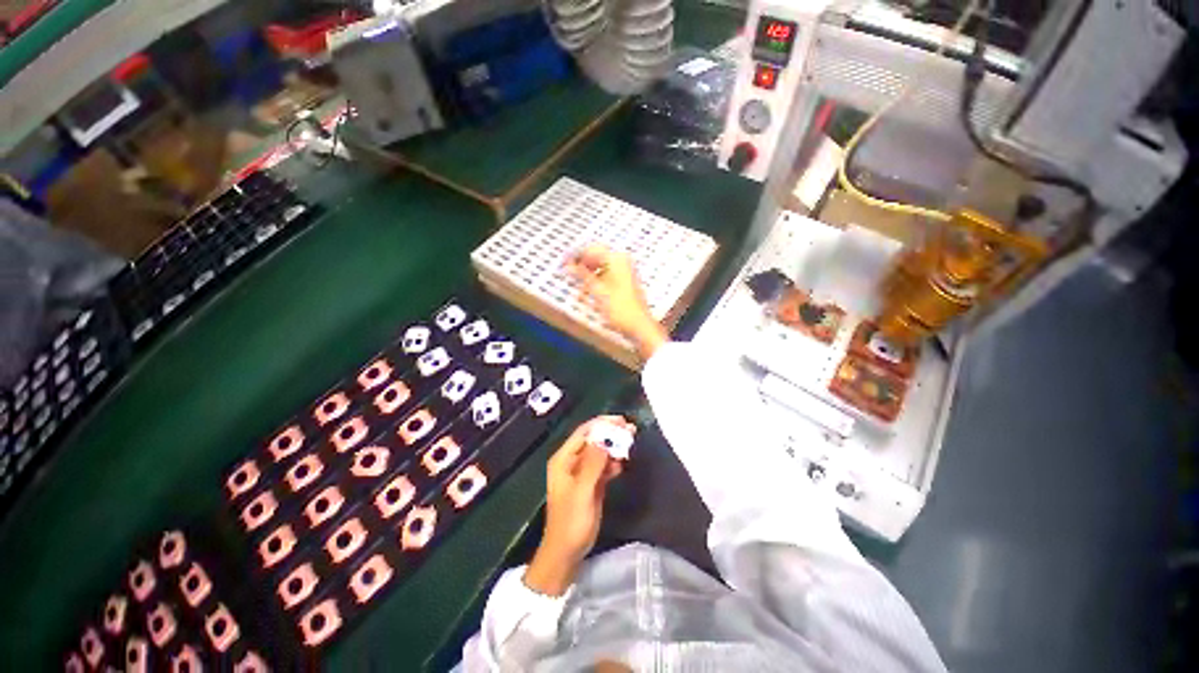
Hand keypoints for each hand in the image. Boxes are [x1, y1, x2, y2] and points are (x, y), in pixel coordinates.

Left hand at [524, 416, 632, 595]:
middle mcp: (572, 462)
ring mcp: (582, 473)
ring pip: (600, 452)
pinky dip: (613, 462)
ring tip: (630, 444)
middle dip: (610, 434)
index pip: (584, 432)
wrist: (567, 552)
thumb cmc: (571, 521)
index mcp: (564, 459)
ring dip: (614, 447)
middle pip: (593, 440)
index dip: (602, 424)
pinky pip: (603, 466)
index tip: (621, 421)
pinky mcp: (591, 483)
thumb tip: (604, 439)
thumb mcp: (582, 491)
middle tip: (631, 430)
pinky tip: (622, 464)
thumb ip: (593, 463)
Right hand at [566, 245, 667, 358]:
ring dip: (588, 274)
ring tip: (576, 285)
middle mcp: (622, 261)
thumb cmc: (619, 308)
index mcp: (617, 259)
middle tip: (567, 273)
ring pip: (601, 267)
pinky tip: (588, 291)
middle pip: (597, 257)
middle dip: (582, 265)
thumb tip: (568, 265)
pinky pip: (607, 275)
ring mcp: (625, 271)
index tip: (563, 263)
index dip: (576, 256)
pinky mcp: (625, 281)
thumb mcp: (597, 291)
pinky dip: (596, 281)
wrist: (639, 325)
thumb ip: (582, 275)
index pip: (591, 249)